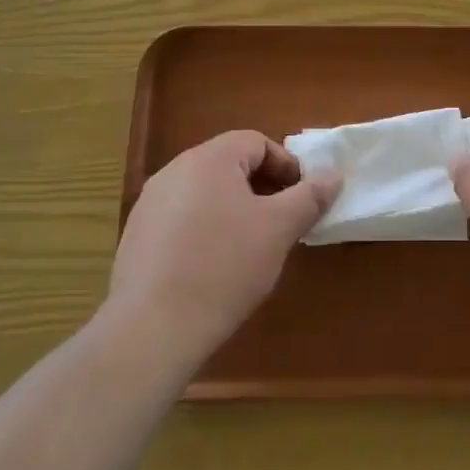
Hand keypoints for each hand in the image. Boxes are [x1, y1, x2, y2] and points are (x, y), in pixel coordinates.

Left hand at [110, 131, 337, 362]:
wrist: (153, 328)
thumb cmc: (225, 267)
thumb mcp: (279, 229)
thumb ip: (309, 196)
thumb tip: (333, 175)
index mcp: (209, 159)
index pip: (256, 142)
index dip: (286, 165)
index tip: (301, 198)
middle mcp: (174, 170)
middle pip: (229, 164)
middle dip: (262, 187)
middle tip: (282, 221)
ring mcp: (150, 203)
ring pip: (205, 192)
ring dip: (234, 208)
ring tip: (251, 245)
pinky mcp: (136, 236)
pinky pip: (181, 218)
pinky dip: (205, 229)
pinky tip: (214, 266)